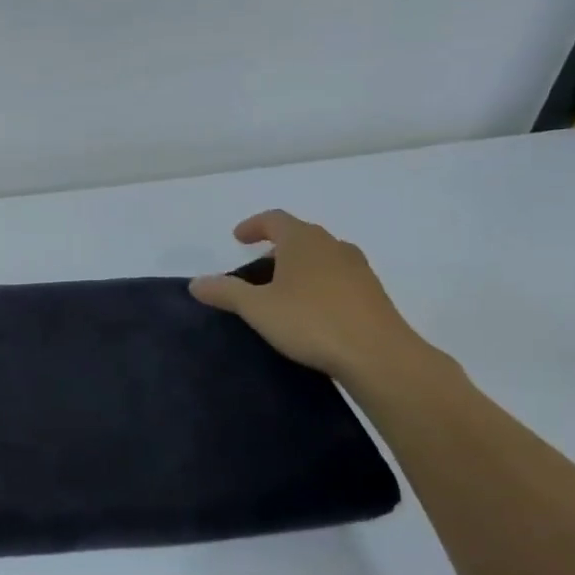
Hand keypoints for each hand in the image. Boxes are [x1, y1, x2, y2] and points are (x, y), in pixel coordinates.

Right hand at [188, 210, 430, 384]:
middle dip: (276, 247)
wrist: (378, 355)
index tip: (238, 238)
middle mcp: (333, 245)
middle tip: (256, 268)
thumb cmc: (311, 322)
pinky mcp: (372, 293)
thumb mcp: (257, 308)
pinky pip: (337, 277)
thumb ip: (225, 292)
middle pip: (300, 236)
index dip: (253, 226)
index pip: (275, 219)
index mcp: (303, 240)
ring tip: (282, 290)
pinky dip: (318, 283)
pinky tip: (311, 310)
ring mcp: (357, 268)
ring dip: (299, 266)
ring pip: (321, 257)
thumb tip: (196, 282)